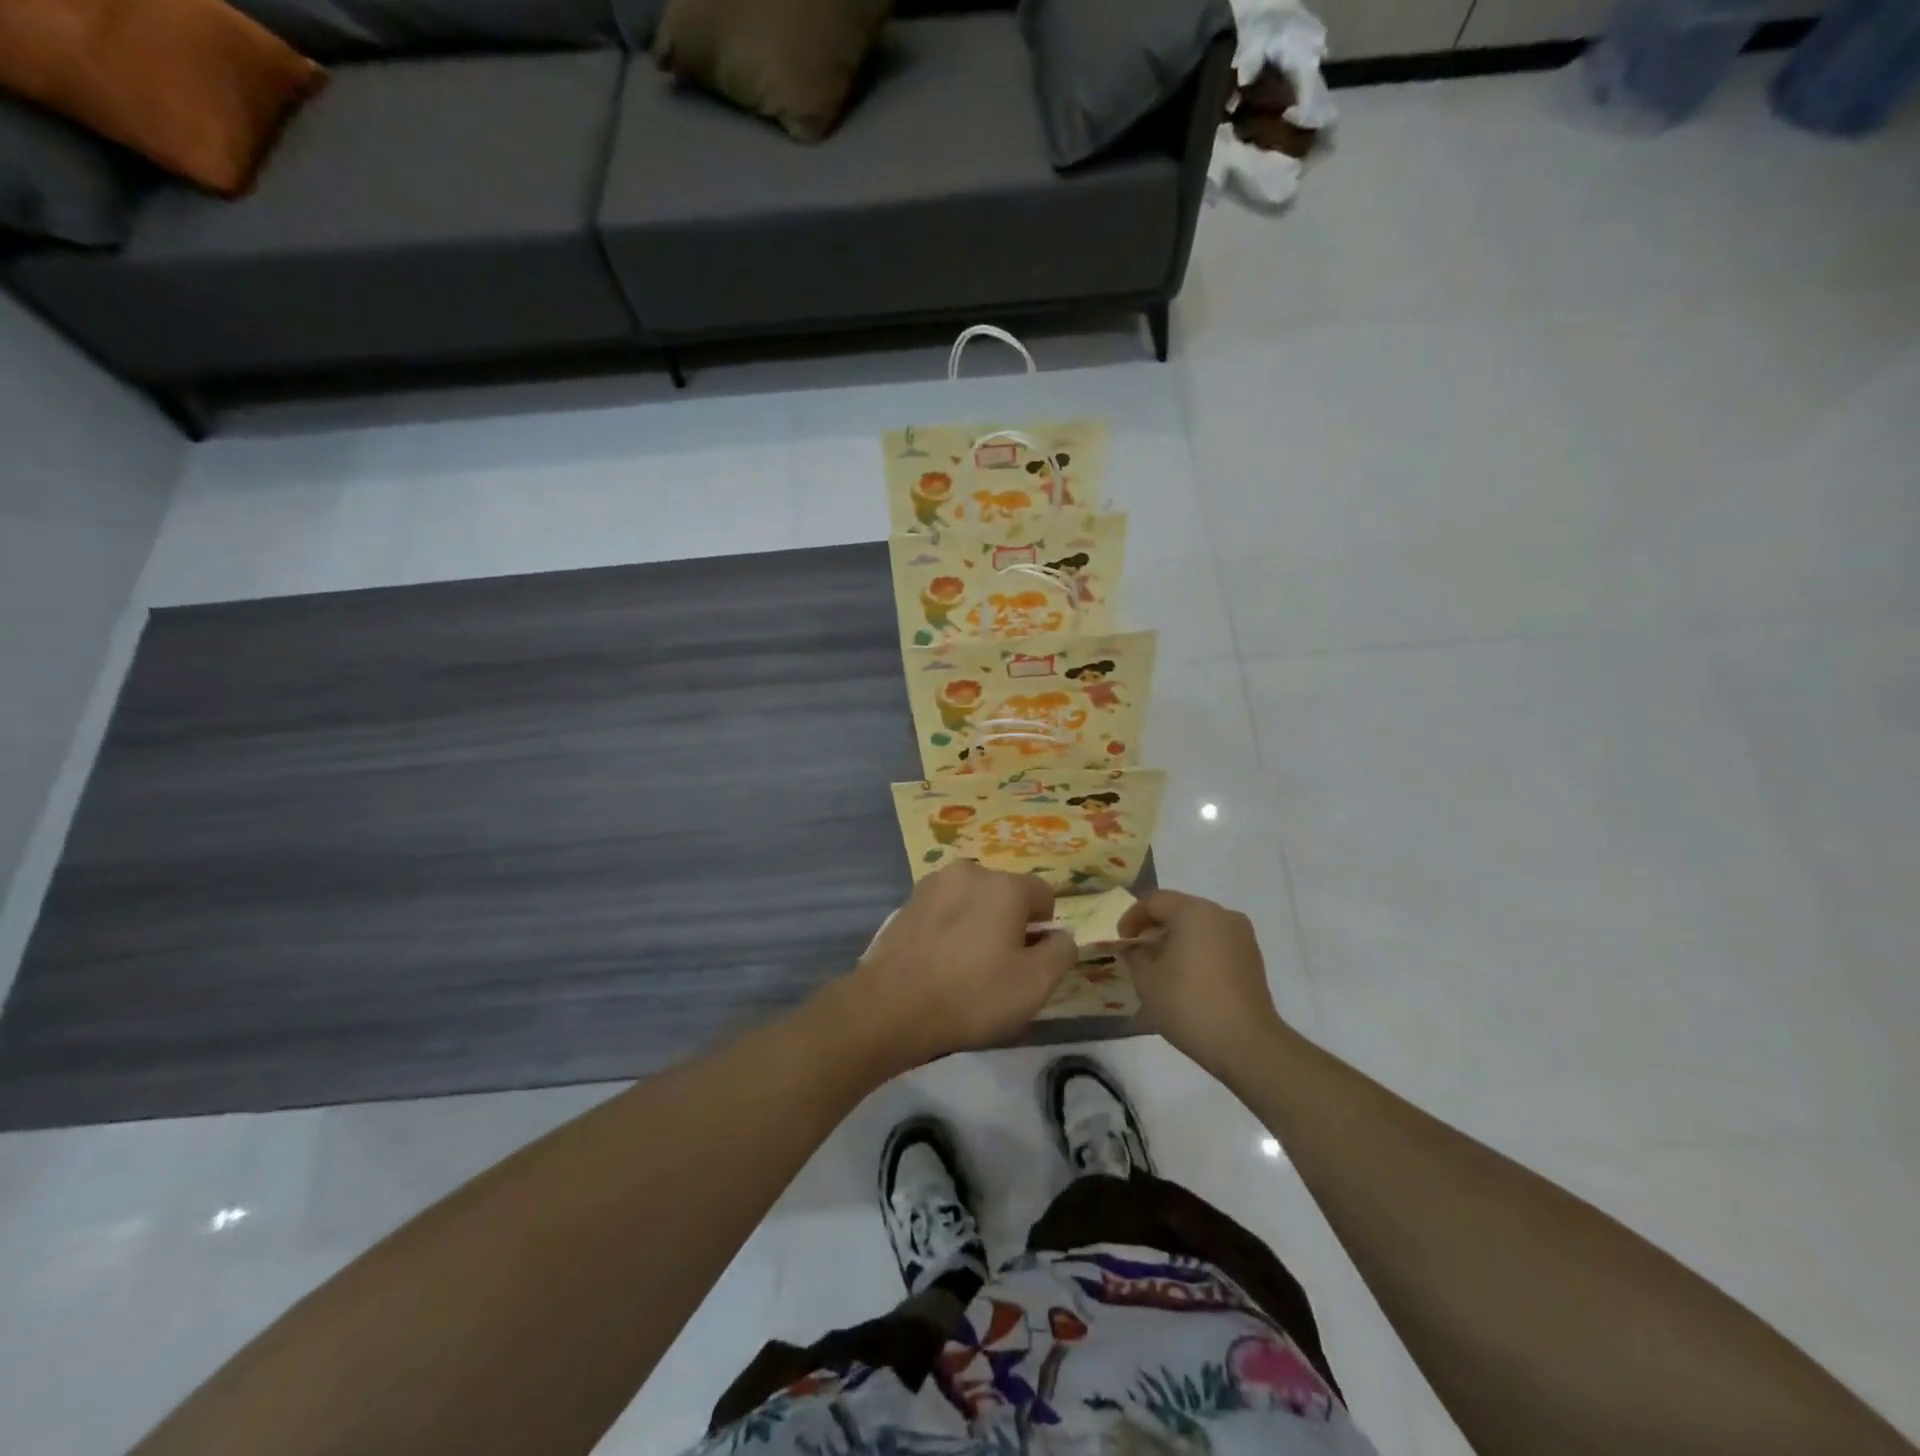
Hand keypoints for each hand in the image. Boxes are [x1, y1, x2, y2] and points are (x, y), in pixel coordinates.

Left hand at [840, 862, 1076, 1072]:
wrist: (890, 1006)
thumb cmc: (971, 994)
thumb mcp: (1035, 984)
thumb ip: (1061, 952)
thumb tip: (1060, 935)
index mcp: (1004, 885)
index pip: (1043, 894)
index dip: (1045, 928)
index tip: (1031, 961)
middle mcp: (969, 872)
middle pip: (1005, 895)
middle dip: (1010, 924)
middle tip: (1000, 968)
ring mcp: (932, 885)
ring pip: (972, 902)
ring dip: (978, 925)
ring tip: (966, 968)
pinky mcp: (906, 904)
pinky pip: (944, 912)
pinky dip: (949, 930)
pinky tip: (939, 964)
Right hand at [1120, 891, 1288, 1076]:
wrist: (1246, 1044)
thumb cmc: (1188, 1003)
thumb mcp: (1146, 979)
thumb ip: (1135, 954)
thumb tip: (1136, 947)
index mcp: (1193, 911)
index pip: (1154, 901)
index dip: (1131, 918)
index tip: (1121, 941)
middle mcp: (1221, 914)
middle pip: (1179, 910)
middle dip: (1155, 928)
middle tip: (1138, 952)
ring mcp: (1242, 935)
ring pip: (1199, 926)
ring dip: (1177, 940)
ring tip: (1161, 967)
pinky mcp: (1253, 958)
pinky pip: (1216, 943)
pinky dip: (1198, 951)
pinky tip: (1187, 978)